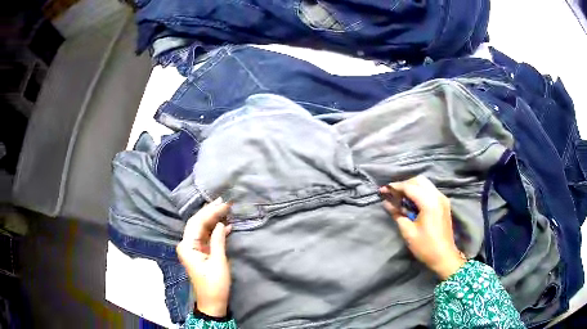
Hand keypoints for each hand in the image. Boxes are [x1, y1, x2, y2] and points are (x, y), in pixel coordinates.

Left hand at [176, 198, 231, 316]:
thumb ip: (218, 241)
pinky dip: (216, 230)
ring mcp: (193, 248)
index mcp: (187, 246)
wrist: (213, 302)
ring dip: (214, 219)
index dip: (210, 212)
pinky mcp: (200, 252)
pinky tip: (227, 225)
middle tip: (225, 201)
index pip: (197, 223)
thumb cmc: (214, 284)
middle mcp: (187, 244)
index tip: (224, 203)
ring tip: (227, 208)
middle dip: (211, 212)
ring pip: (202, 228)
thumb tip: (222, 223)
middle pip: (198, 223)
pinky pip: (206, 236)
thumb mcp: (218, 262)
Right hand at [379, 176, 465, 279]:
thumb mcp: (408, 232)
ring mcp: (443, 198)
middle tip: (392, 194)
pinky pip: (430, 190)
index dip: (395, 187)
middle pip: (419, 180)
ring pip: (425, 183)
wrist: (444, 257)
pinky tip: (412, 201)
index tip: (383, 190)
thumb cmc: (425, 246)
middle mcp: (437, 196)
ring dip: (412, 186)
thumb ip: (397, 214)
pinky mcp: (444, 203)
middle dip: (404, 184)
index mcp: (429, 203)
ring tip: (401, 197)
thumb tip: (386, 203)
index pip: (410, 187)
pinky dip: (420, 191)